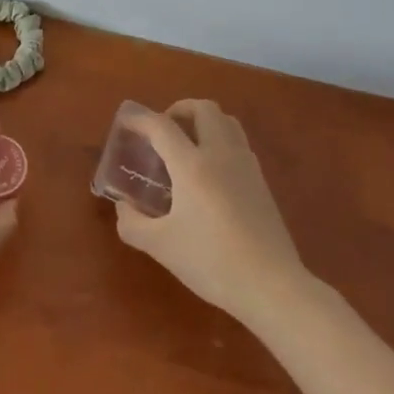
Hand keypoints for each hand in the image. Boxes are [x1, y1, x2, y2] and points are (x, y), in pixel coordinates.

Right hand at [113, 100, 305, 322]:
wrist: (271, 285)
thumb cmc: (211, 262)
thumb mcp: (161, 246)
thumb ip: (133, 223)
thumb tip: (123, 206)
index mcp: (192, 165)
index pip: (162, 126)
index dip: (140, 119)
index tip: (126, 122)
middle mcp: (220, 154)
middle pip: (203, 108)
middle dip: (179, 110)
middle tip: (162, 131)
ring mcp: (246, 164)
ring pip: (226, 120)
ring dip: (203, 120)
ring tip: (187, 144)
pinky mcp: (261, 180)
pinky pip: (238, 141)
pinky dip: (220, 139)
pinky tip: (210, 170)